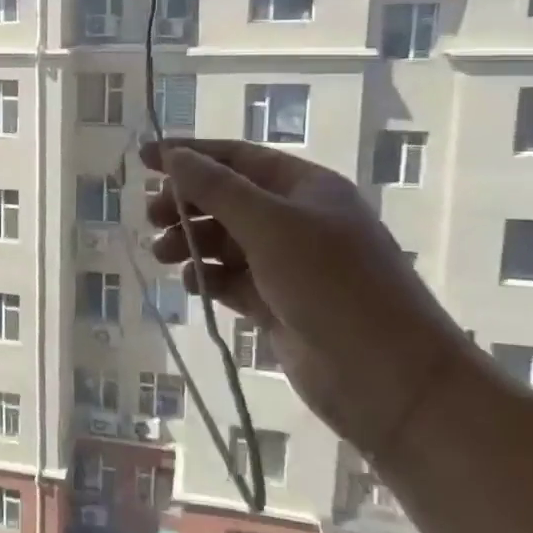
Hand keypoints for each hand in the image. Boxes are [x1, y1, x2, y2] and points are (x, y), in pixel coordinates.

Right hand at [143, 139, 469, 463]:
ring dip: (190, 242)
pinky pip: (230, 280)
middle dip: (186, 203)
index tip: (144, 159)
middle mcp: (296, 220)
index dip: (189, 154)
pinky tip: (192, 284)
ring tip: (163, 254)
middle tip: (151, 218)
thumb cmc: (333, 285)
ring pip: (224, 241)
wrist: (388, 378)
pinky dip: (207, 277)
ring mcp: (286, 264)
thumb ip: (217, 189)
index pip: (237, 158)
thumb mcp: (272, 226)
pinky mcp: (276, 304)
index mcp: (305, 188)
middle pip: (226, 199)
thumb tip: (173, 157)